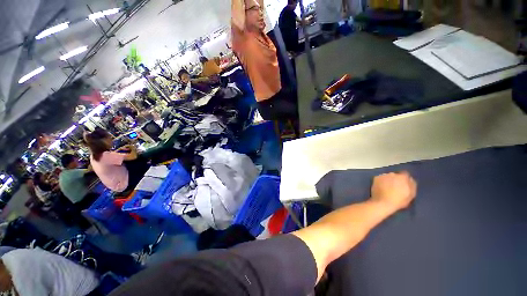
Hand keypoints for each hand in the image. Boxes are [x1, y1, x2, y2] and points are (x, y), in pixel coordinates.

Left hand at [370, 171, 416, 211]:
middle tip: (395, 187)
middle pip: (396, 175)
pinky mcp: (376, 178)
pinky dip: (381, 181)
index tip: (403, 184)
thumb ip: (412, 185)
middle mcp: (393, 174)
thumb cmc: (399, 200)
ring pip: (387, 176)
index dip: (405, 179)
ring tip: (387, 188)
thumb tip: (410, 179)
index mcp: (403, 177)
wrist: (383, 203)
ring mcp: (383, 175)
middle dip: (396, 180)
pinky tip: (381, 187)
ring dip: (388, 180)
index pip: (405, 174)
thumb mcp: (411, 194)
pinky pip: (380, 178)